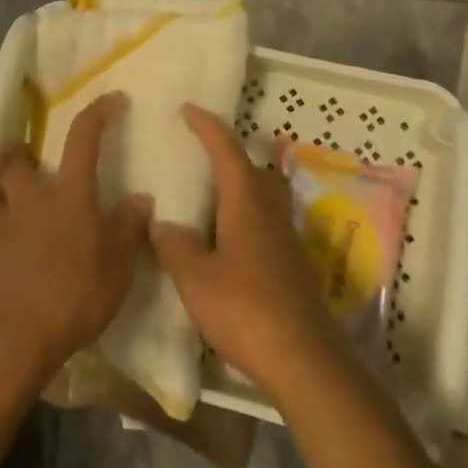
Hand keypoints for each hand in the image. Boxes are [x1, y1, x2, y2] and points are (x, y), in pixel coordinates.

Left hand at [0, 93, 152, 382]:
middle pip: (19, 161)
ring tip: (28, 211)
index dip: (98, 112)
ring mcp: (2, 228)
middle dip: (26, 154)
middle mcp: (32, 201)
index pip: (83, 137)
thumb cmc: (70, 299)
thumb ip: (129, 230)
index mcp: (69, 196)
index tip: (112, 99)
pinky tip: (17, 256)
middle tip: (41, 166)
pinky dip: (3, 235)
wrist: (6, 340)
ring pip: (0, 195)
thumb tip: (140, 198)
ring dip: (11, 194)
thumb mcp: (116, 270)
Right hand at [152, 105, 344, 401]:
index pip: (226, 150)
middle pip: (250, 168)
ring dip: (236, 186)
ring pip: (260, 195)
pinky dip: (241, 216)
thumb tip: (163, 223)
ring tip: (206, 196)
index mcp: (246, 201)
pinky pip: (262, 222)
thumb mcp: (196, 279)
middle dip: (225, 154)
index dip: (206, 126)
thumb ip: (176, 246)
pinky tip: (223, 241)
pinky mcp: (290, 264)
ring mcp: (284, 237)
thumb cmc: (245, 309)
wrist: (303, 359)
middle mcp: (269, 210)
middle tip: (196, 153)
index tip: (188, 109)